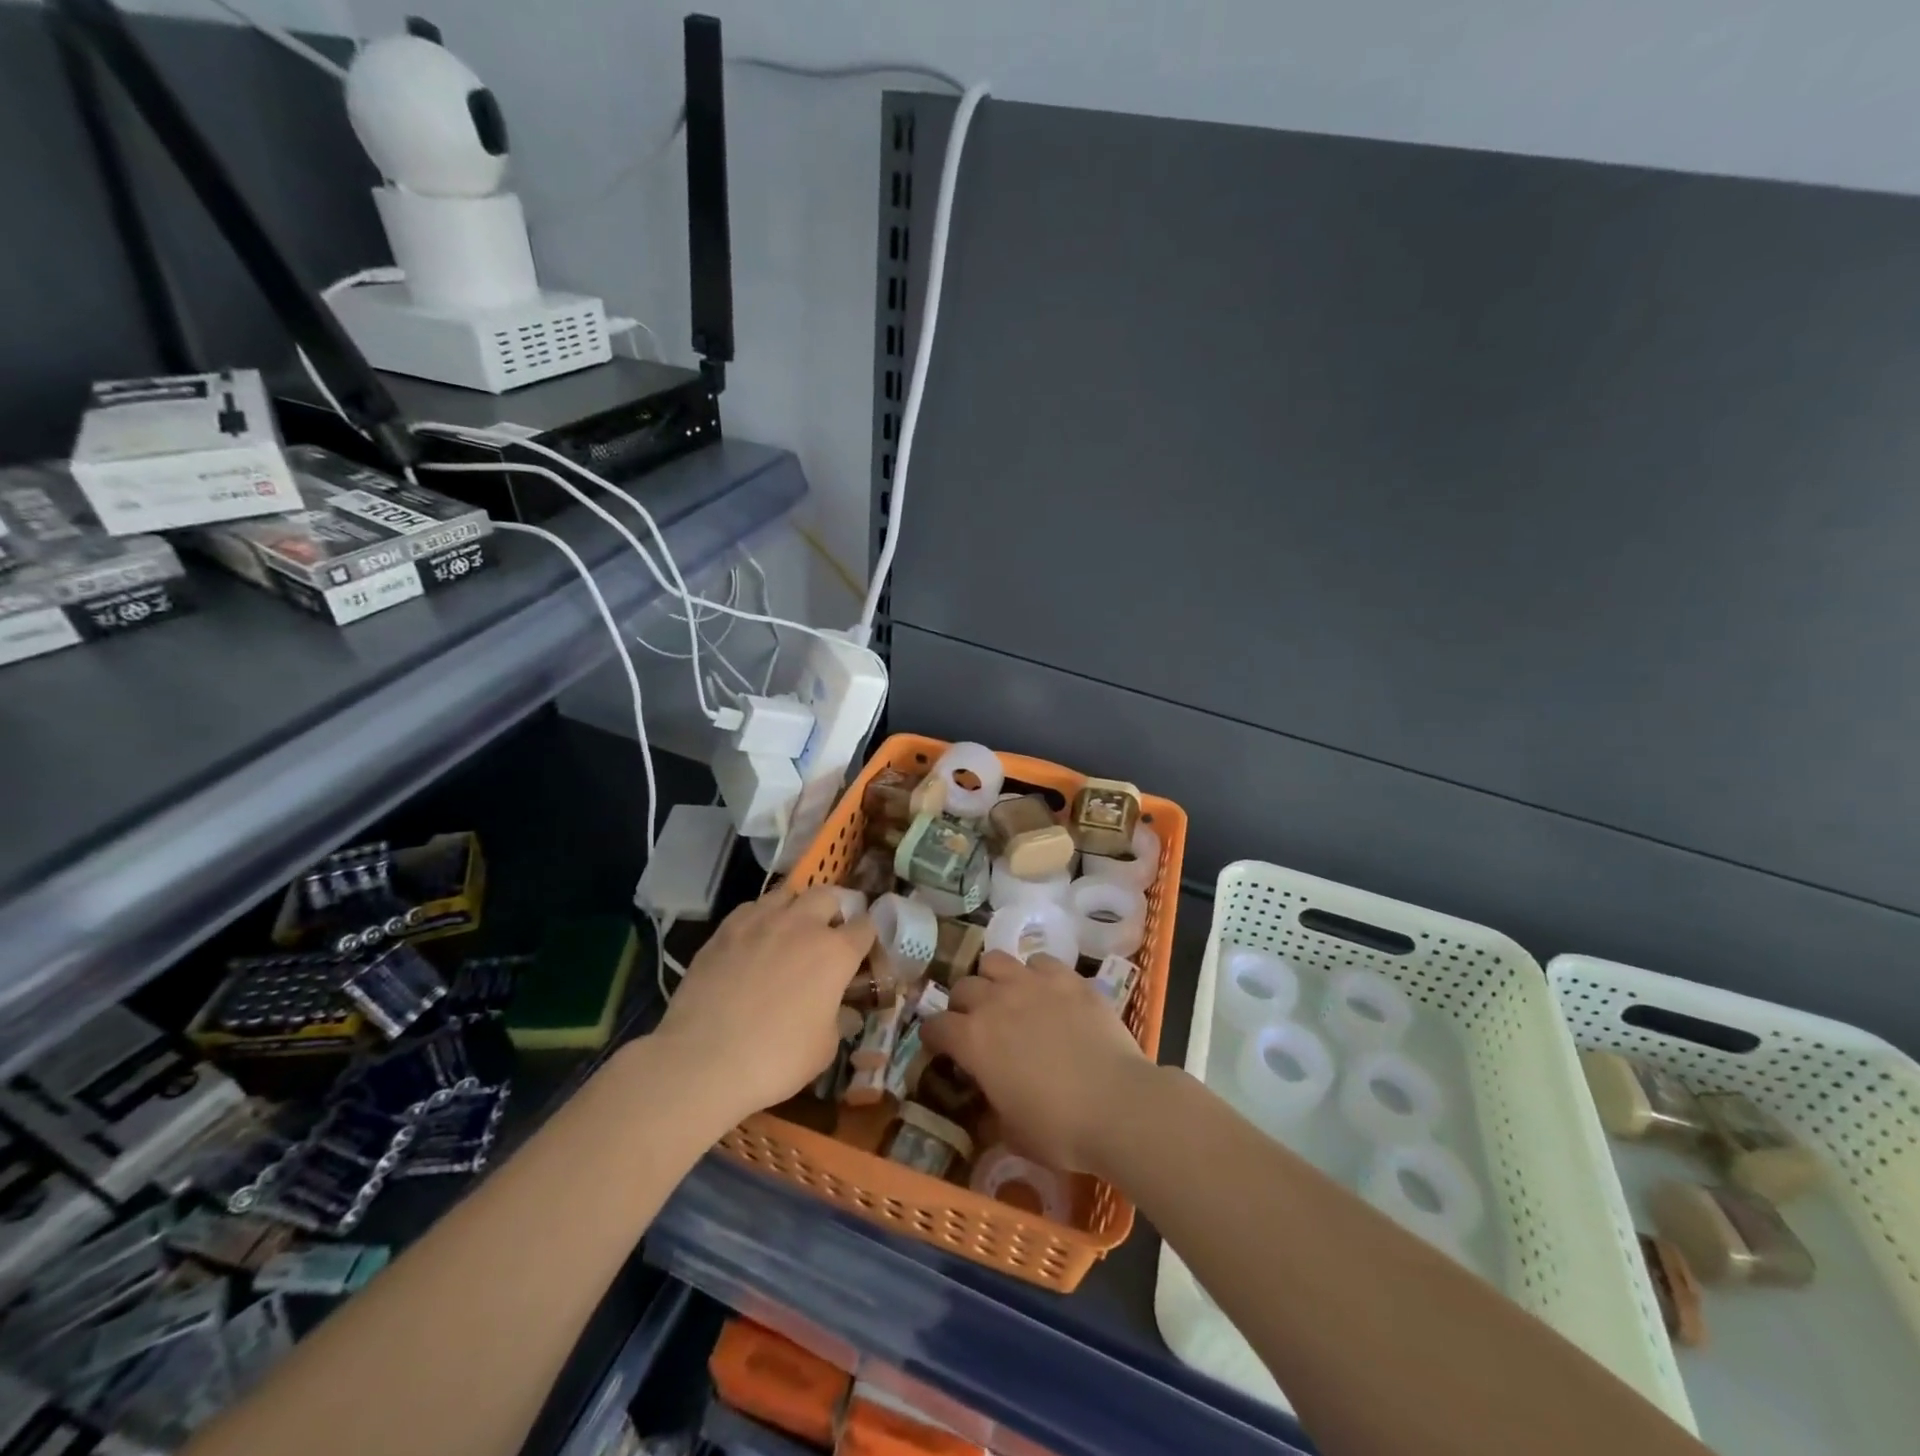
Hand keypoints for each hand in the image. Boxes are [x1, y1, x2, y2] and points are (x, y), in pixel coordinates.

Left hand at [653, 885, 874, 1124]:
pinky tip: (754, 940)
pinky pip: (752, 908)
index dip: (867, 938)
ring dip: (796, 908)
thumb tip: (843, 1011)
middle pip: (828, 896)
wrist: (703, 1060)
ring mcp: (761, 921)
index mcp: (836, 952)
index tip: (862, 952)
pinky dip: (761, 918)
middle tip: (826, 937)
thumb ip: (839, 1019)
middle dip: (833, 912)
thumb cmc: (776, 1059)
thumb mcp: (824, 1048)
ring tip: (790, 931)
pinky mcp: (726, 929)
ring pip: (788, 894)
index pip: (866, 927)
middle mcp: (802, 924)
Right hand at [923, 951, 1152, 1174]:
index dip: (934, 1037)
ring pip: (995, 961)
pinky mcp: (1067, 977)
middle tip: (977, 1025)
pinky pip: (1039, 961)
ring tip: (1007, 997)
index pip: (935, 1025)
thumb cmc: (1060, 1129)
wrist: (1119, 1105)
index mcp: (973, 1039)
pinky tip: (1046, 993)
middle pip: (963, 986)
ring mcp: (1032, 982)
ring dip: (994, 978)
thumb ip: (989, 1111)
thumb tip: (984, 1109)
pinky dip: (1035, 974)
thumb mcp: (1011, 1133)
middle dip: (963, 1004)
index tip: (941, 1048)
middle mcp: (995, 1001)